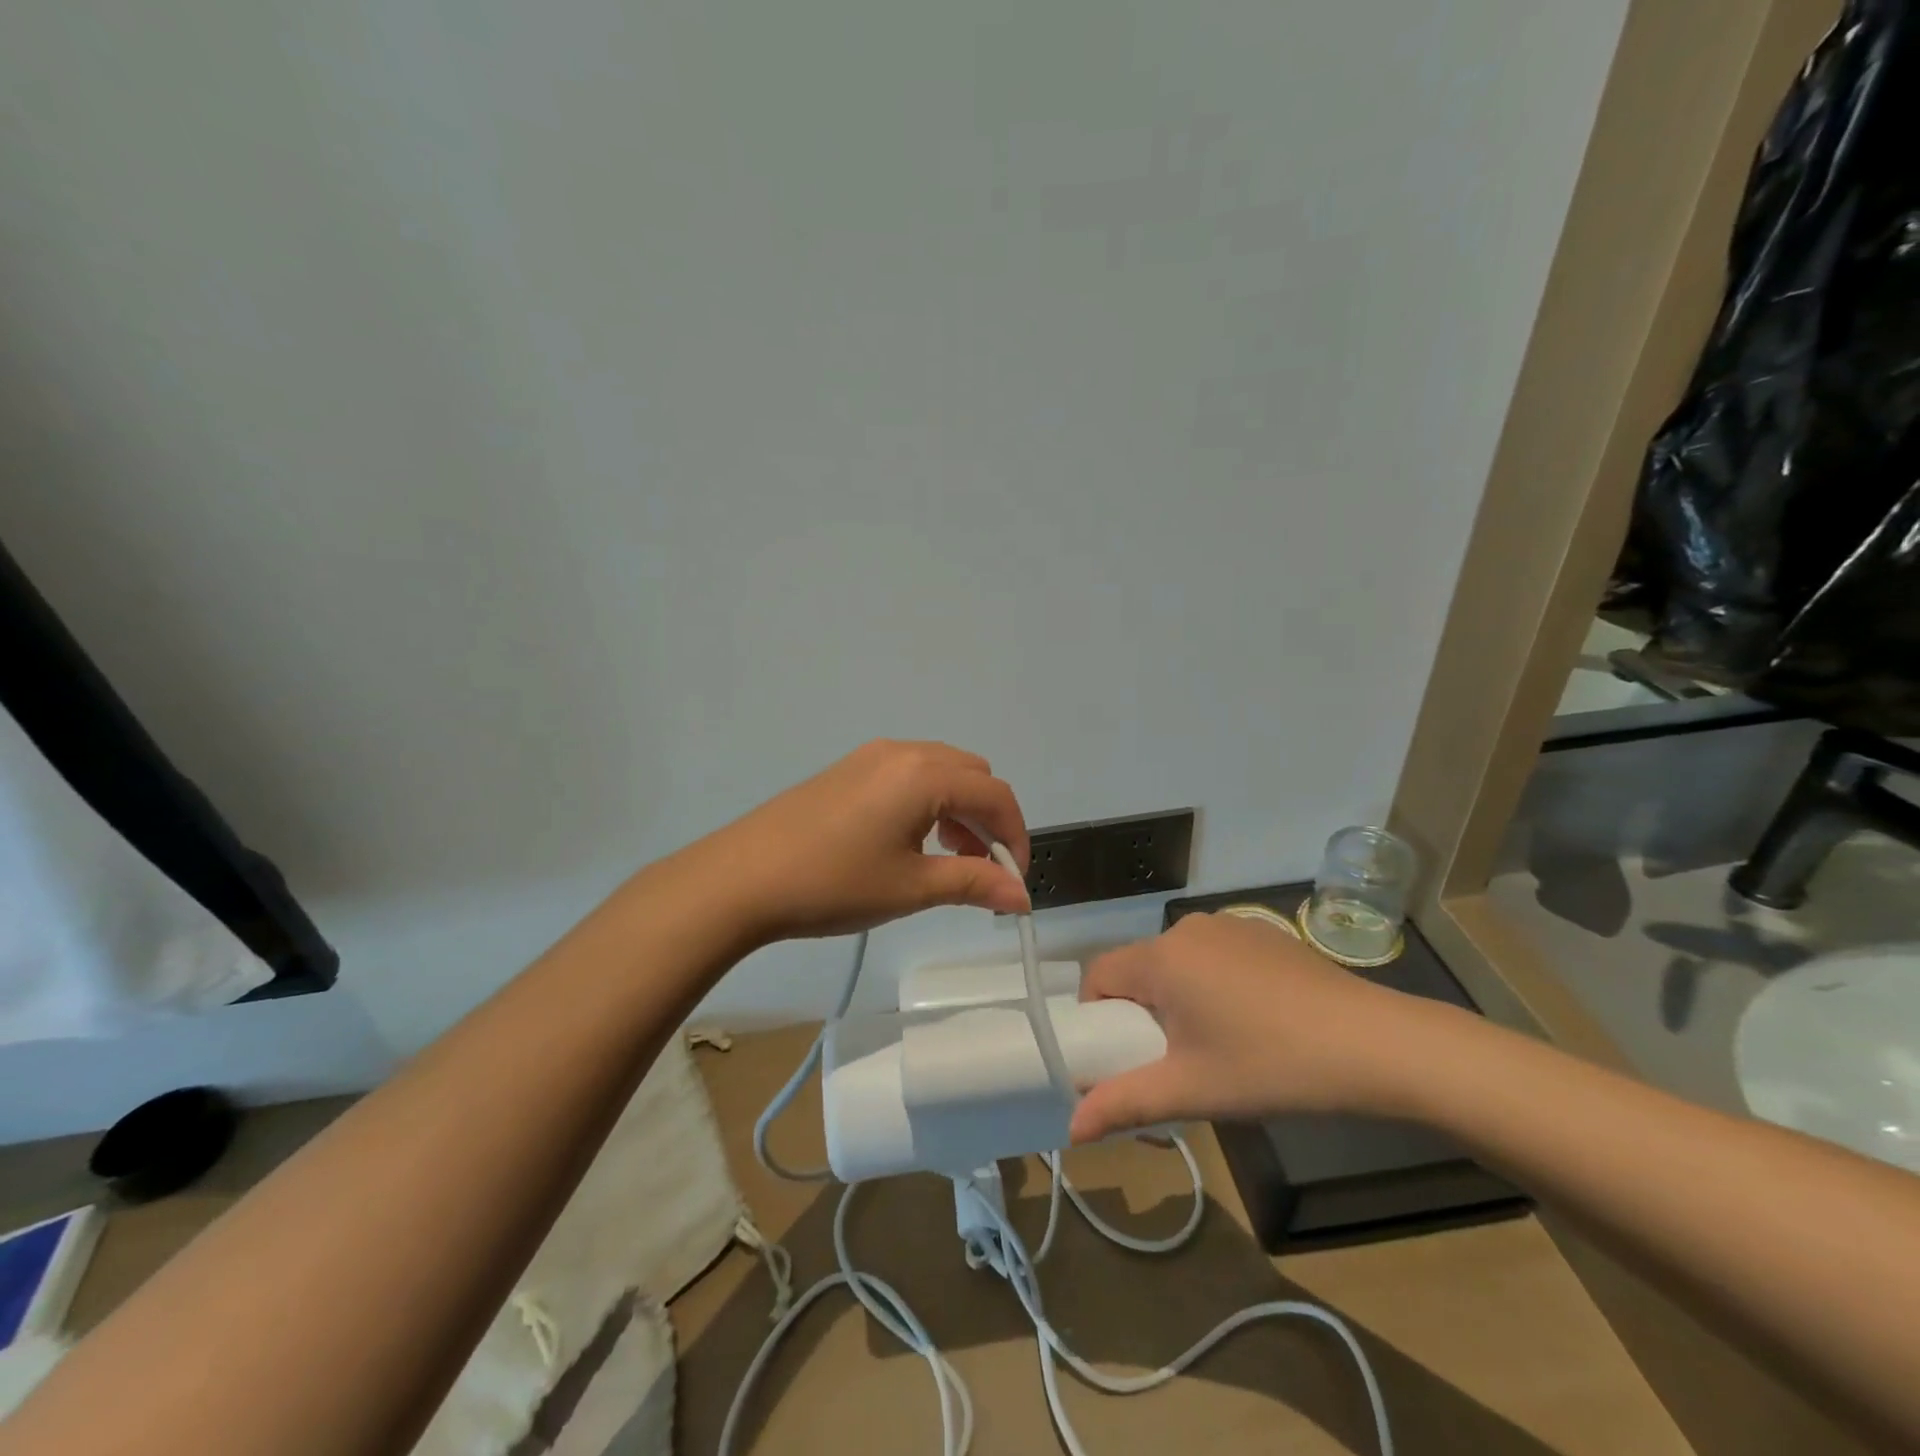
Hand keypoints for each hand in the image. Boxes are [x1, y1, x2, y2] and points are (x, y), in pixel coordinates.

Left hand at [691, 740, 1030, 944]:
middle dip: (988, 820)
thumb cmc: (834, 883)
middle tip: (979, 869)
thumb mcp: (911, 888)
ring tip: (946, 858)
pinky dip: (928, 802)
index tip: (1012, 883)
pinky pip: (909, 774)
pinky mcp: (849, 768)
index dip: (1016, 838)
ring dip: (959, 810)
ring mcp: (872, 756)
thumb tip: (1022, 897)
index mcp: (925, 774)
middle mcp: (904, 751)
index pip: (996, 795)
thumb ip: (973, 884)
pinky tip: (908, 841)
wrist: (741, 878)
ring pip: (941, 772)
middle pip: (973, 775)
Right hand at [1067, 912, 1452, 1143]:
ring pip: (1178, 965)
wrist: (1375, 1044)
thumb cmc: (1271, 1065)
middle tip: (1174, 1064)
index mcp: (1161, 958)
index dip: (1098, 1019)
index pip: (1099, 976)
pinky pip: (1214, 958)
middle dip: (1142, 1016)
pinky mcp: (1263, 935)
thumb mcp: (1192, 1091)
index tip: (1124, 1058)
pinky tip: (1255, 1023)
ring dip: (1179, 1001)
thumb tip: (1072, 1129)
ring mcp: (1229, 927)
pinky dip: (1213, 986)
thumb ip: (1125, 1103)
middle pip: (1139, 972)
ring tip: (1218, 1049)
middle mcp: (1187, 929)